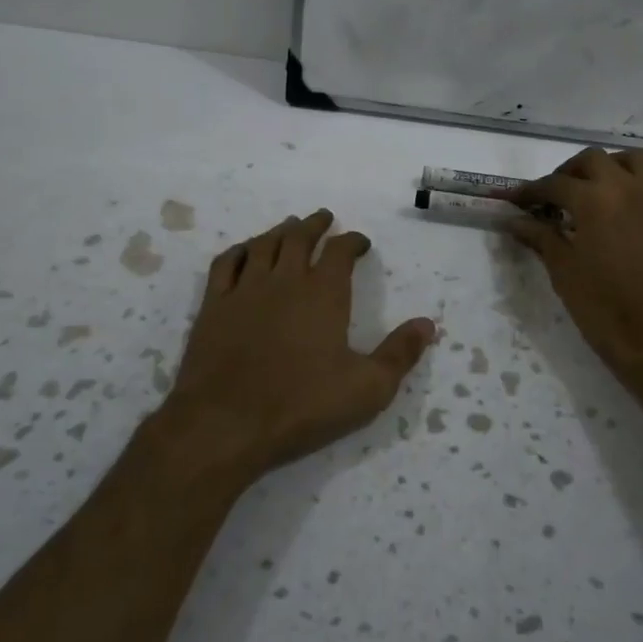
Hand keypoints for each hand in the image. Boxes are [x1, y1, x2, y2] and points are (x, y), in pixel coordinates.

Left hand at [166, 210, 435, 476]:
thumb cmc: (302, 406)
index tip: (360, 242)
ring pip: (264, 244)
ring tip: (290, 226)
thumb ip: (400, 353)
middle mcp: (285, 280)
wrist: (225, 424)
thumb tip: (428, 324)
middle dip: (315, 225)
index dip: (352, 241)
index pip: (340, 251)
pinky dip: (240, 250)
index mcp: (324, 294)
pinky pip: (226, 263)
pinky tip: (244, 251)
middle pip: (299, 238)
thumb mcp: (367, 388)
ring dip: (280, 231)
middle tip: (324, 218)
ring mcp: (245, 290)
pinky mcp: (214, 306)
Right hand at [507, 148, 642, 389]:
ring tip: (598, 187)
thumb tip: (514, 220)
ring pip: (636, 159)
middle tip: (555, 196)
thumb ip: (540, 238)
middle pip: (592, 159)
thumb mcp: (563, 272)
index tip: (512, 199)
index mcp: (593, 200)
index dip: (528, 191)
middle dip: (568, 172)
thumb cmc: (604, 308)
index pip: (553, 184)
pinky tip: (642, 196)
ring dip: (612, 166)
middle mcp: (627, 188)